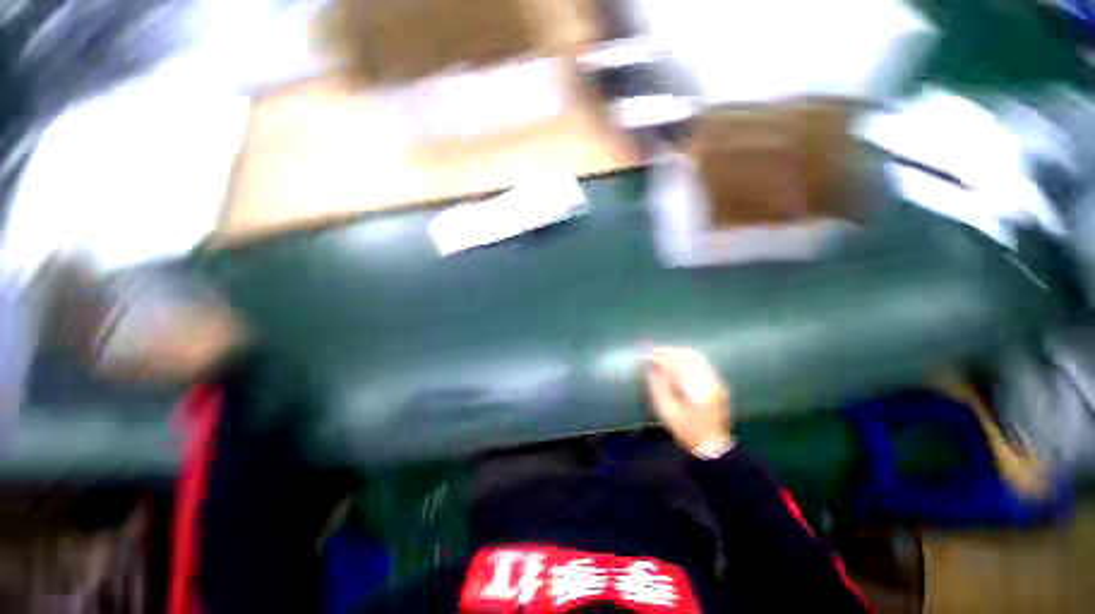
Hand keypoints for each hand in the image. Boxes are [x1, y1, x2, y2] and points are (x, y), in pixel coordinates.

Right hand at [644, 347, 732, 455]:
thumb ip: (657, 385)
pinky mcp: (717, 384)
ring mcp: (715, 381)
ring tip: (663, 357)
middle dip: (669, 351)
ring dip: (678, 354)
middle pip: (688, 355)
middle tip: (654, 353)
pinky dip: (687, 360)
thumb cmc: (686, 430)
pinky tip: (677, 365)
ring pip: (696, 357)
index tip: (646, 354)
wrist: (712, 446)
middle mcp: (708, 380)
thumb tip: (649, 365)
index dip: (660, 356)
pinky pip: (701, 363)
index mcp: (696, 387)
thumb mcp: (666, 409)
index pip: (676, 363)